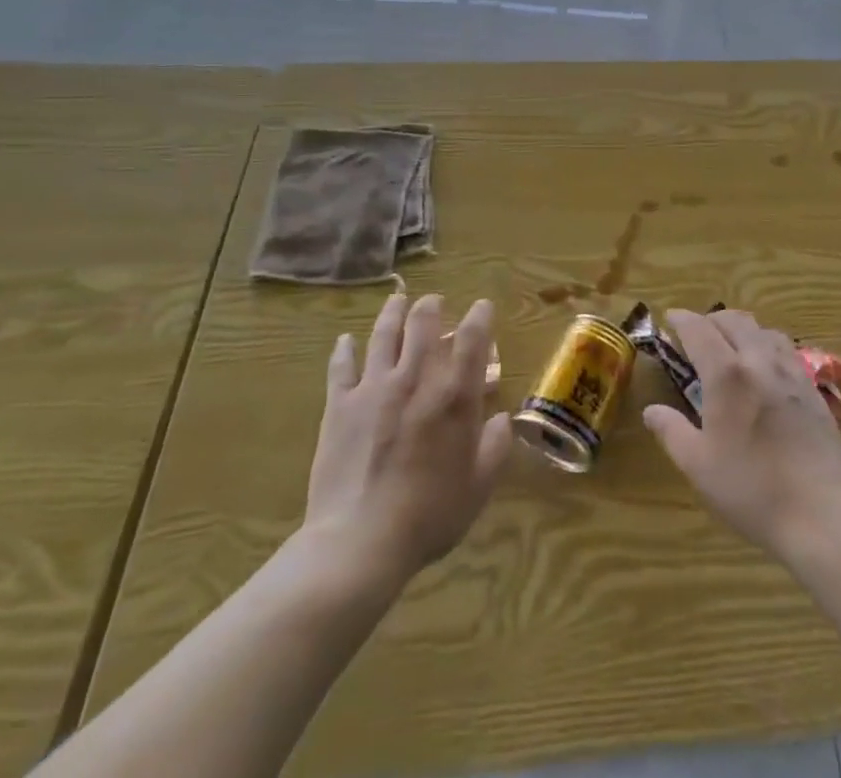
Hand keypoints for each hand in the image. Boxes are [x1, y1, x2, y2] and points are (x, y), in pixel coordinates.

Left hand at [302, 292, 510, 585]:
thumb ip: (494, 447)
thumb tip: (500, 419)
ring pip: (383, 335)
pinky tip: (345, 340)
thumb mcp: (478, 486)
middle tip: (434, 302)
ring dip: (393, 313)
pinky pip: (341, 367)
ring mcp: (374, 388)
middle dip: (431, 306)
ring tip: (398, 300)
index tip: (482, 306)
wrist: (360, 542)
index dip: (479, 315)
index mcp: (454, 395)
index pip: (471, 338)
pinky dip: (344, 349)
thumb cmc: (429, 515)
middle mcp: (415, 378)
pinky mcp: (340, 405)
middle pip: (422, 323)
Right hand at [643, 308, 840, 558]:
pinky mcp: (813, 391)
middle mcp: (760, 361)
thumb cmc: (750, 489)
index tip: (669, 318)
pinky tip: (766, 370)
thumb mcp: (698, 465)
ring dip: (742, 329)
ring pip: (764, 331)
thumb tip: (651, 411)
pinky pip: (787, 351)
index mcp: (727, 374)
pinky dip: (768, 346)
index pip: (699, 329)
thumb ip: (672, 431)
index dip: (681, 319)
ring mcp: (792, 373)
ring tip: (732, 346)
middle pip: (734, 320)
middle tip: (697, 334)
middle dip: (711, 319)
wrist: (820, 514)